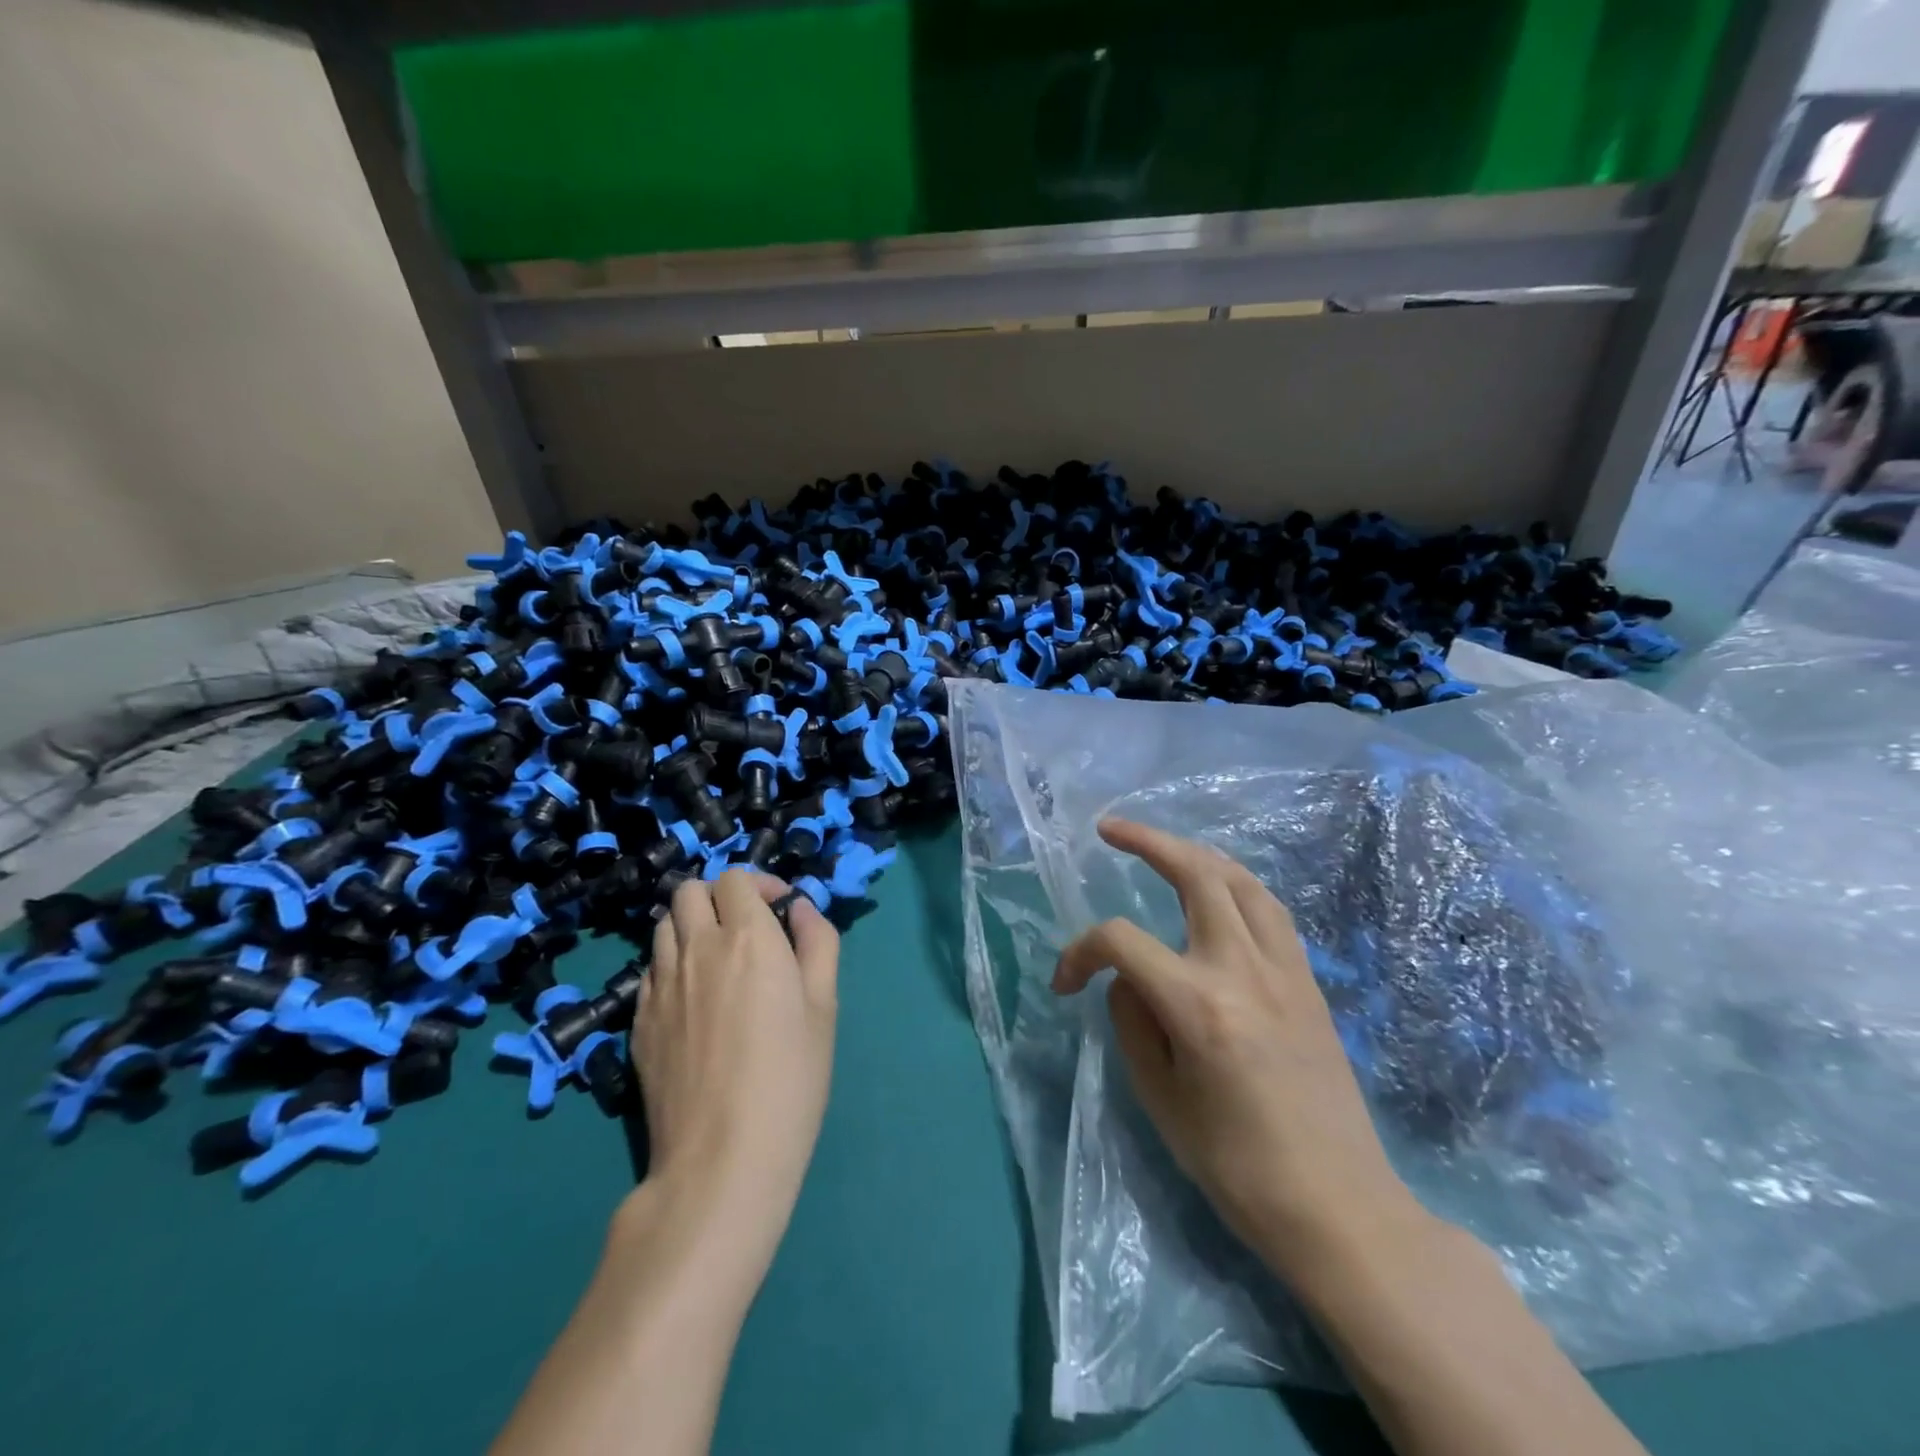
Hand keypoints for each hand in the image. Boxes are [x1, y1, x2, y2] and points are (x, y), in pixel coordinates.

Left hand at [631, 870, 839, 1265]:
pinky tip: (693, 1000)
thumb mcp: (824, 1006)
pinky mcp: (637, 1020)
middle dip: (718, 896)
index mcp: (748, 938)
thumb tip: (801, 908)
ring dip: (691, 925)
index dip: (760, 884)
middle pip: (689, 890)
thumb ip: (818, 942)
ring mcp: (659, 984)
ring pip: (664, 926)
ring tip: (717, 959)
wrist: (722, 1158)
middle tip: (745, 927)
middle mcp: (697, 948)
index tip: (780, 909)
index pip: (735, 878)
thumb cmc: (790, 1077)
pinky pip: (650, 969)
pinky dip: (672, 964)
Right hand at [1054, 819, 1424, 1279]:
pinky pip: (1270, 911)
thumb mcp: (1161, 1101)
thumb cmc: (1238, 1168)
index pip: (1122, 942)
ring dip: (1197, 854)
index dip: (1080, 952)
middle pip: (1196, 874)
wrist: (1339, 1208)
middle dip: (1148, 841)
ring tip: (1164, 849)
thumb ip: (1133, 1024)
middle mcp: (1244, 970)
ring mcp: (1285, 970)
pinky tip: (1218, 892)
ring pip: (1241, 880)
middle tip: (1111, 829)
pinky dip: (1235, 885)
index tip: (1065, 983)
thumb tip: (1126, 980)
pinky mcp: (1309, 982)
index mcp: (1199, 1005)